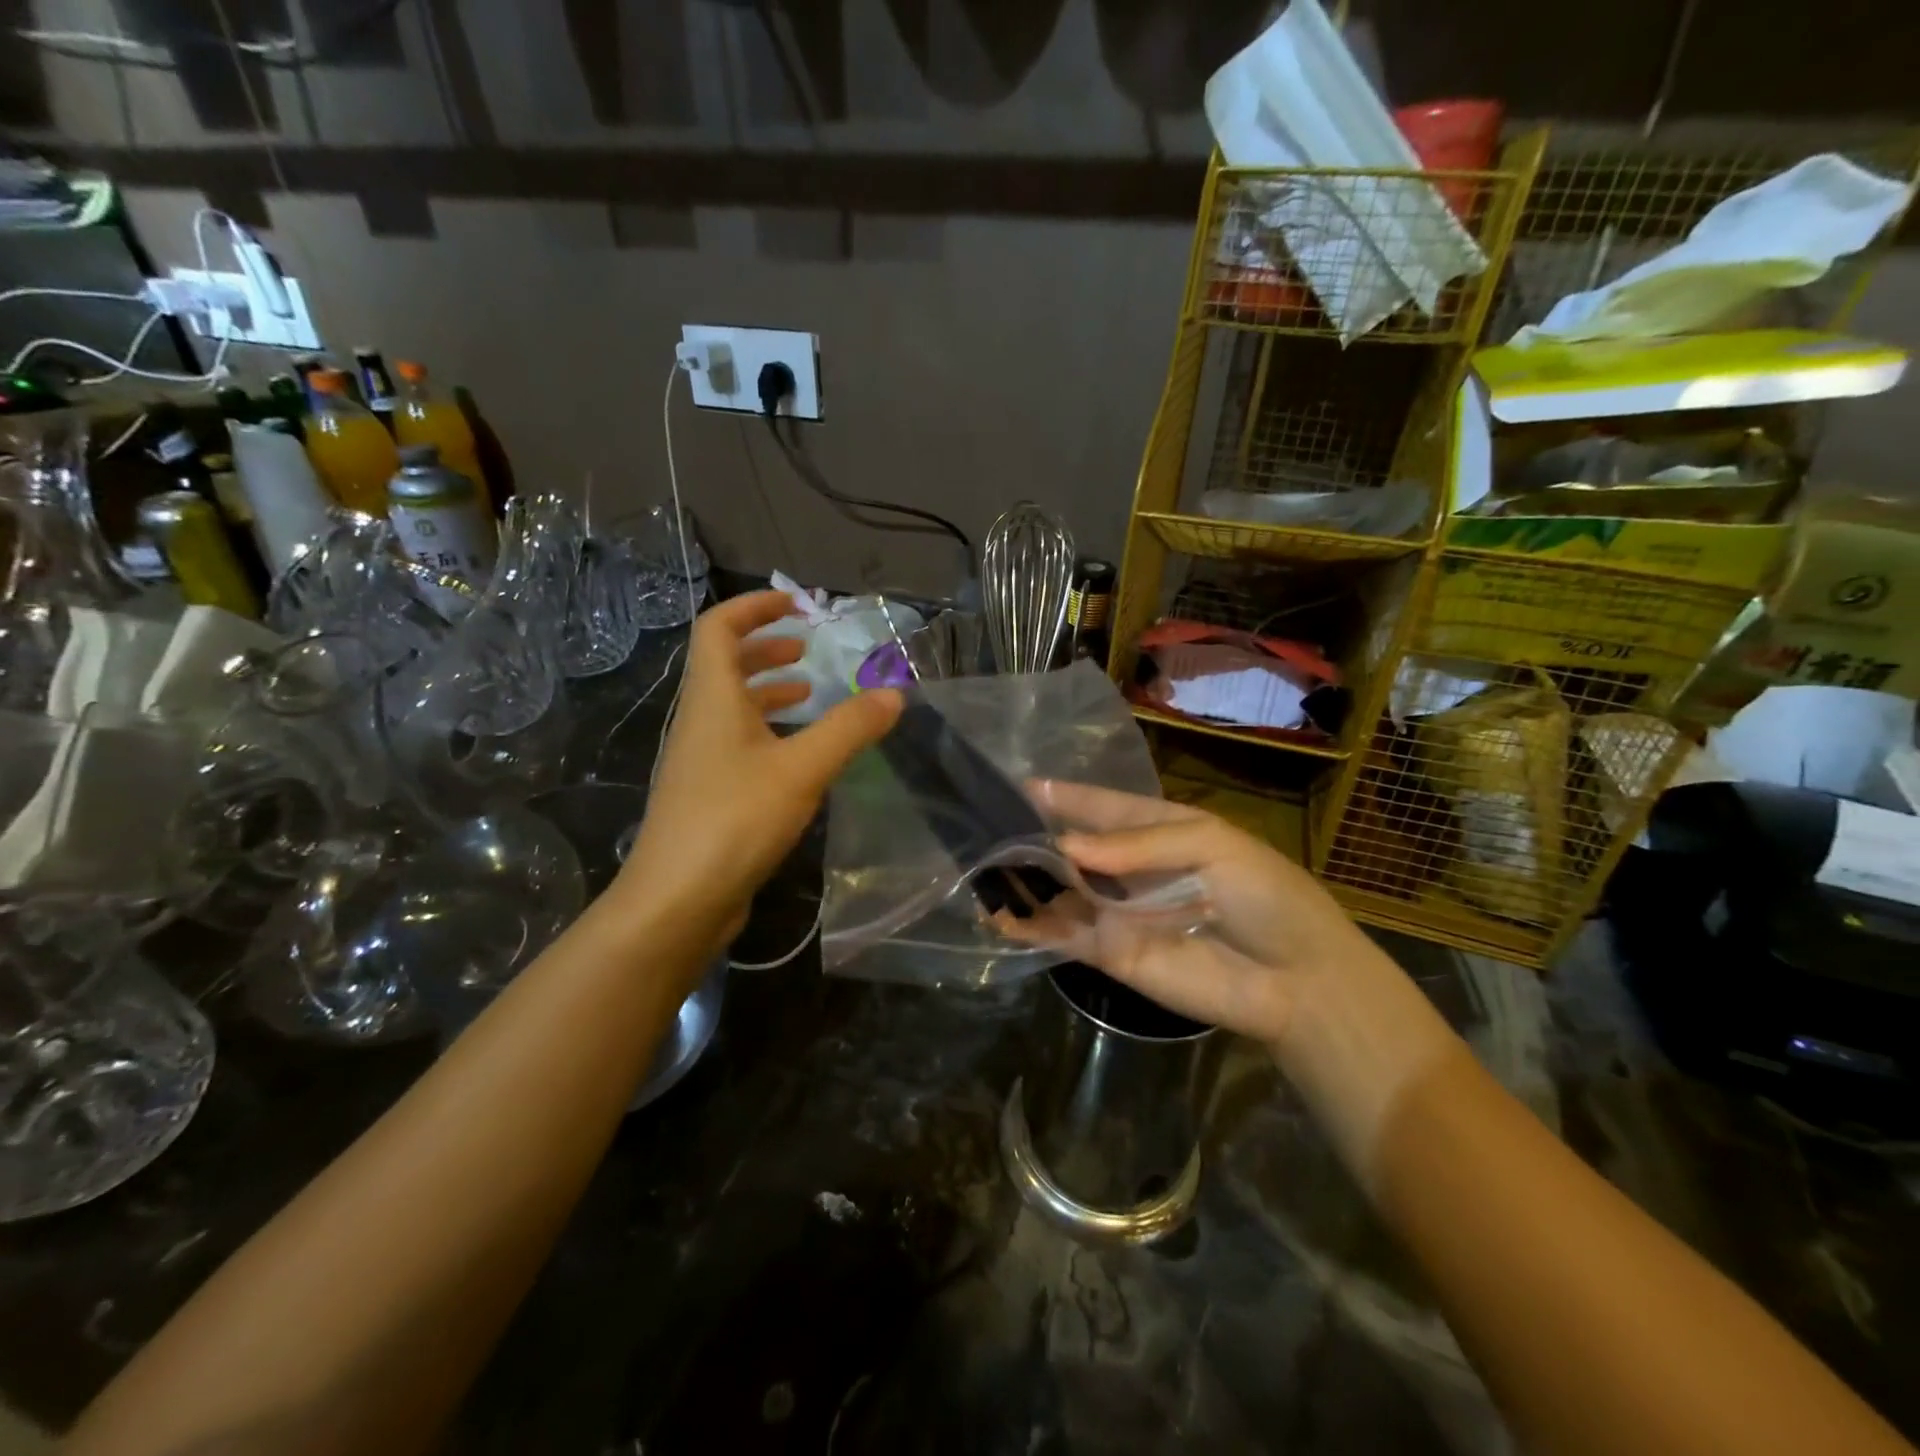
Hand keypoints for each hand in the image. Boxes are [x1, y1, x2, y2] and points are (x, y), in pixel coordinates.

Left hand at [615, 591, 901, 955]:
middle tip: (806, 649)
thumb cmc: (735, 819)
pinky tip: (796, 754)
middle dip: (764, 648)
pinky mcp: (705, 794)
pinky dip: (766, 731)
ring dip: (766, 691)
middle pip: (723, 665)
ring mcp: (697, 760)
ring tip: (807, 694)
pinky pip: (735, 742)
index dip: (754, 607)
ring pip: (730, 707)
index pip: (719, 628)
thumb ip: (849, 728)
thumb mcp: (803, 769)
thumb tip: (894, 695)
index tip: (796, 605)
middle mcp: (698, 721)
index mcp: (713, 699)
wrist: (677, 899)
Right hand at [1016, 781, 1459, 1186]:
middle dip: (1030, 835)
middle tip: (979, 825)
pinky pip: (1063, 933)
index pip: (1097, 805)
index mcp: (1155, 829)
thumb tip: (1066, 845)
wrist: (1297, 979)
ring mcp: (1115, 912)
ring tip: (976, 865)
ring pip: (1058, 889)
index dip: (1061, 795)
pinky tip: (996, 911)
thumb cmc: (1264, 893)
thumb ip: (1135, 844)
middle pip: (1069, 846)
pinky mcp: (1109, 954)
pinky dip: (1030, 924)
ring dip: (1021, 879)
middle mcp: (1127, 869)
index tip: (1014, 784)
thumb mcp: (1208, 844)